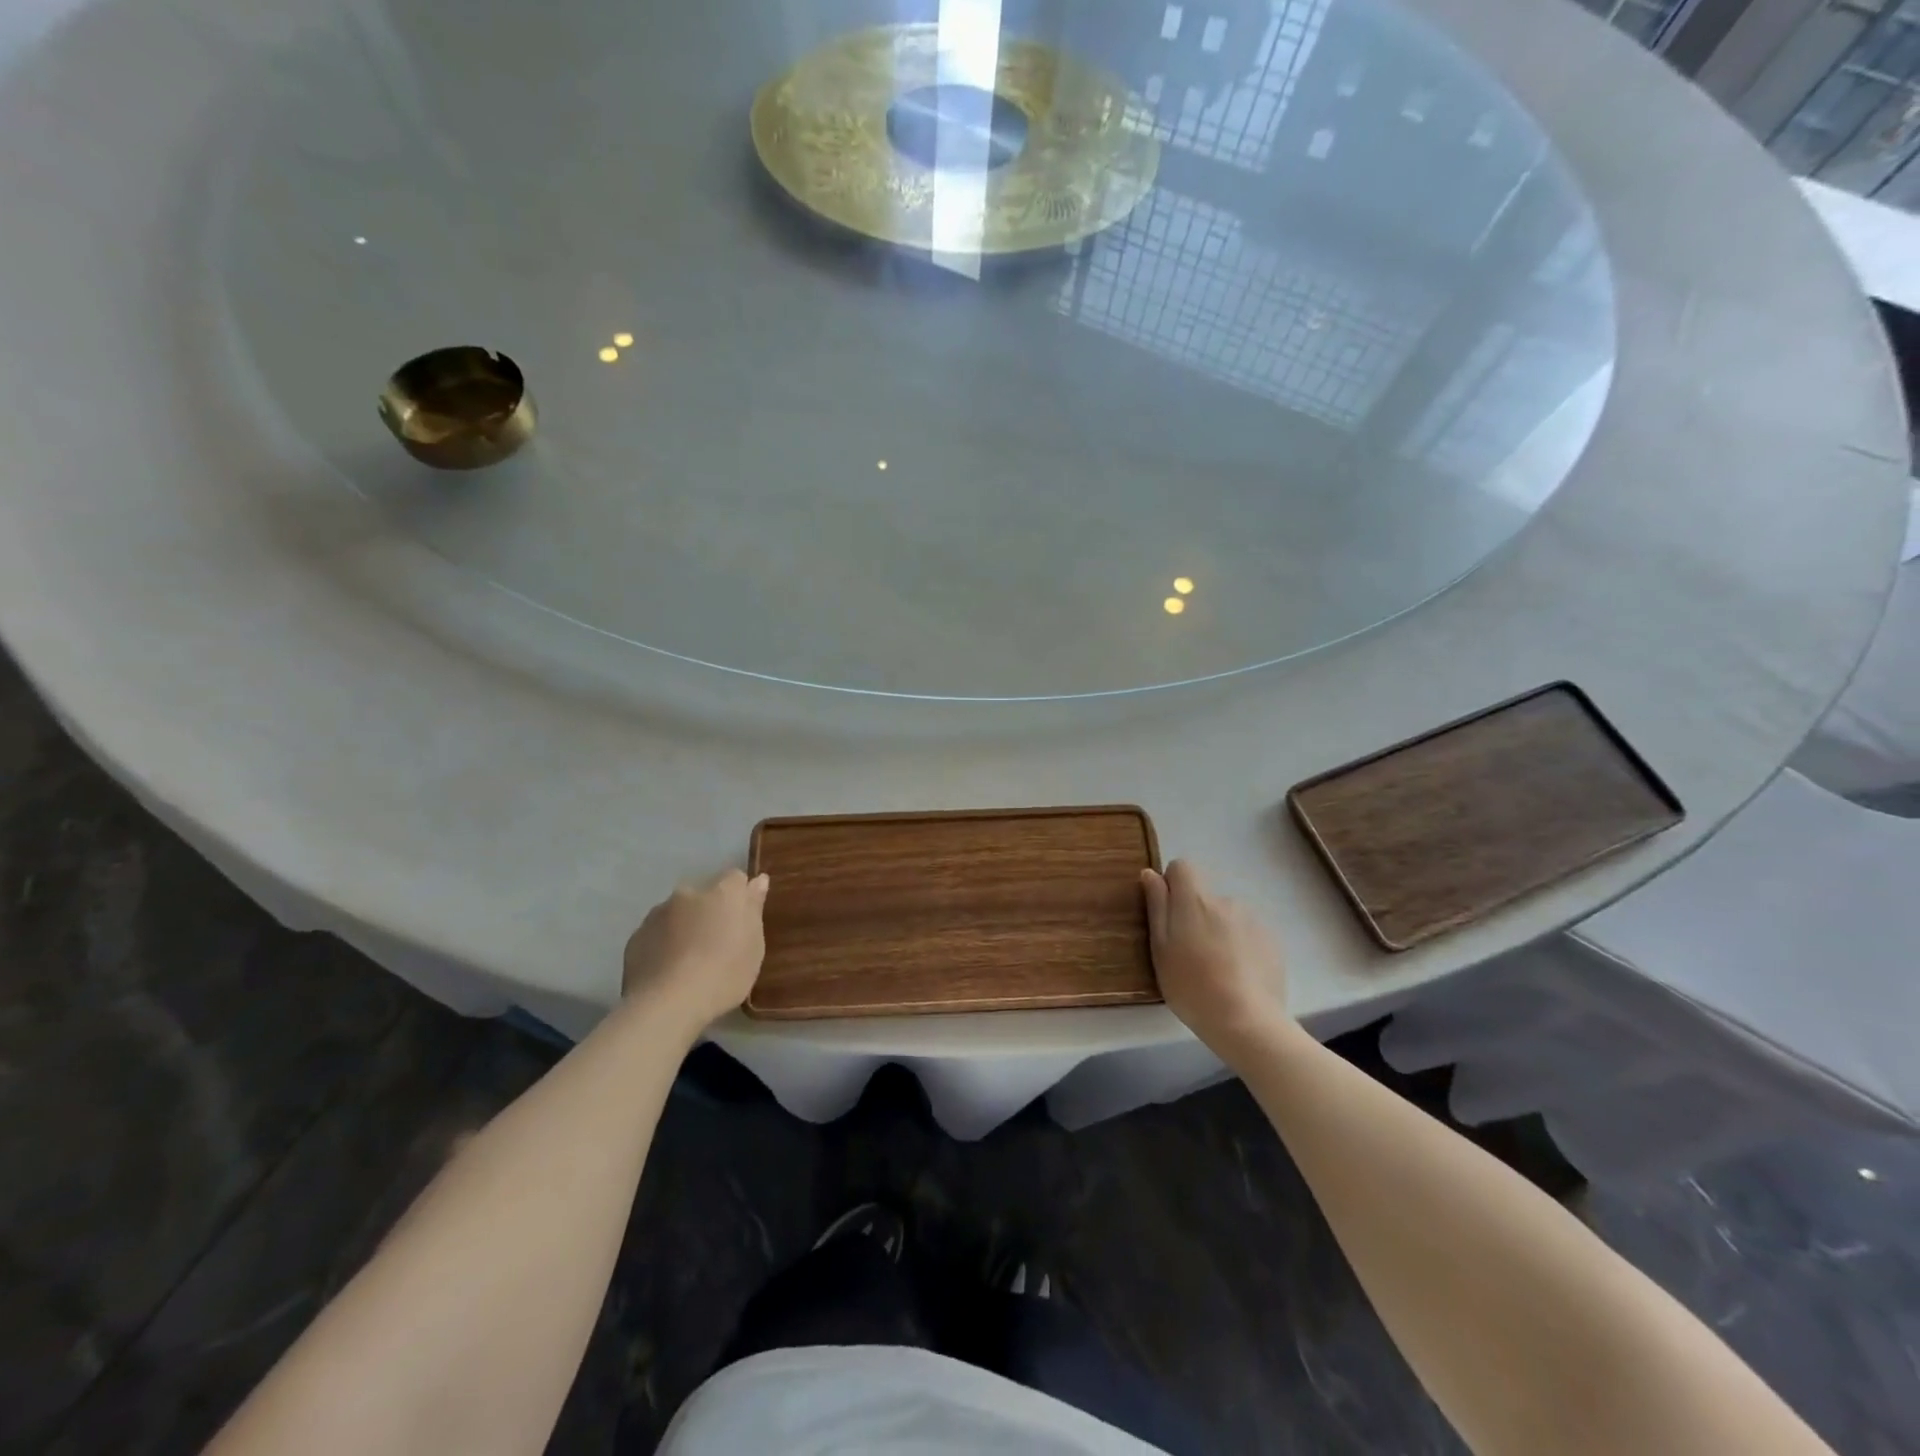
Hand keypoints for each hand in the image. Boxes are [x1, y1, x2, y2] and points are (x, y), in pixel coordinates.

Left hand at [621, 870, 769, 1033]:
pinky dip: (663, 945)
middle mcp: (689, 893)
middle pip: (704, 895)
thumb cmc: (723, 974)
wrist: (666, 1004)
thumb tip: (758, 880)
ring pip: (677, 914)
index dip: (740, 898)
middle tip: (716, 944)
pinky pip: (656, 934)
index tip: (742, 922)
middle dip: (709, 911)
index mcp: (723, 892)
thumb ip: (754, 909)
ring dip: (684, 927)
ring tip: (688, 962)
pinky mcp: (635, 936)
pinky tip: (668, 971)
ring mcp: (658, 913)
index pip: (736, 879)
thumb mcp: (754, 946)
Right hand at [1141, 860, 1289, 1055]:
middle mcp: (1225, 900)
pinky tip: (1238, 976)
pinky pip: (1248, 933)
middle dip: (1196, 915)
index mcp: (1195, 900)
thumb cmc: (1191, 986)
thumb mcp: (1160, 948)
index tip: (1169, 915)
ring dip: (1219, 931)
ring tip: (1217, 969)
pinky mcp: (1272, 941)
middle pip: (1204, 896)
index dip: (1172, 885)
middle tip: (1190, 953)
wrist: (1247, 1022)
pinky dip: (1241, 946)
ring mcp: (1253, 920)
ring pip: (1227, 916)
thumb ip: (1157, 906)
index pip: (1182, 867)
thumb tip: (1150, 873)